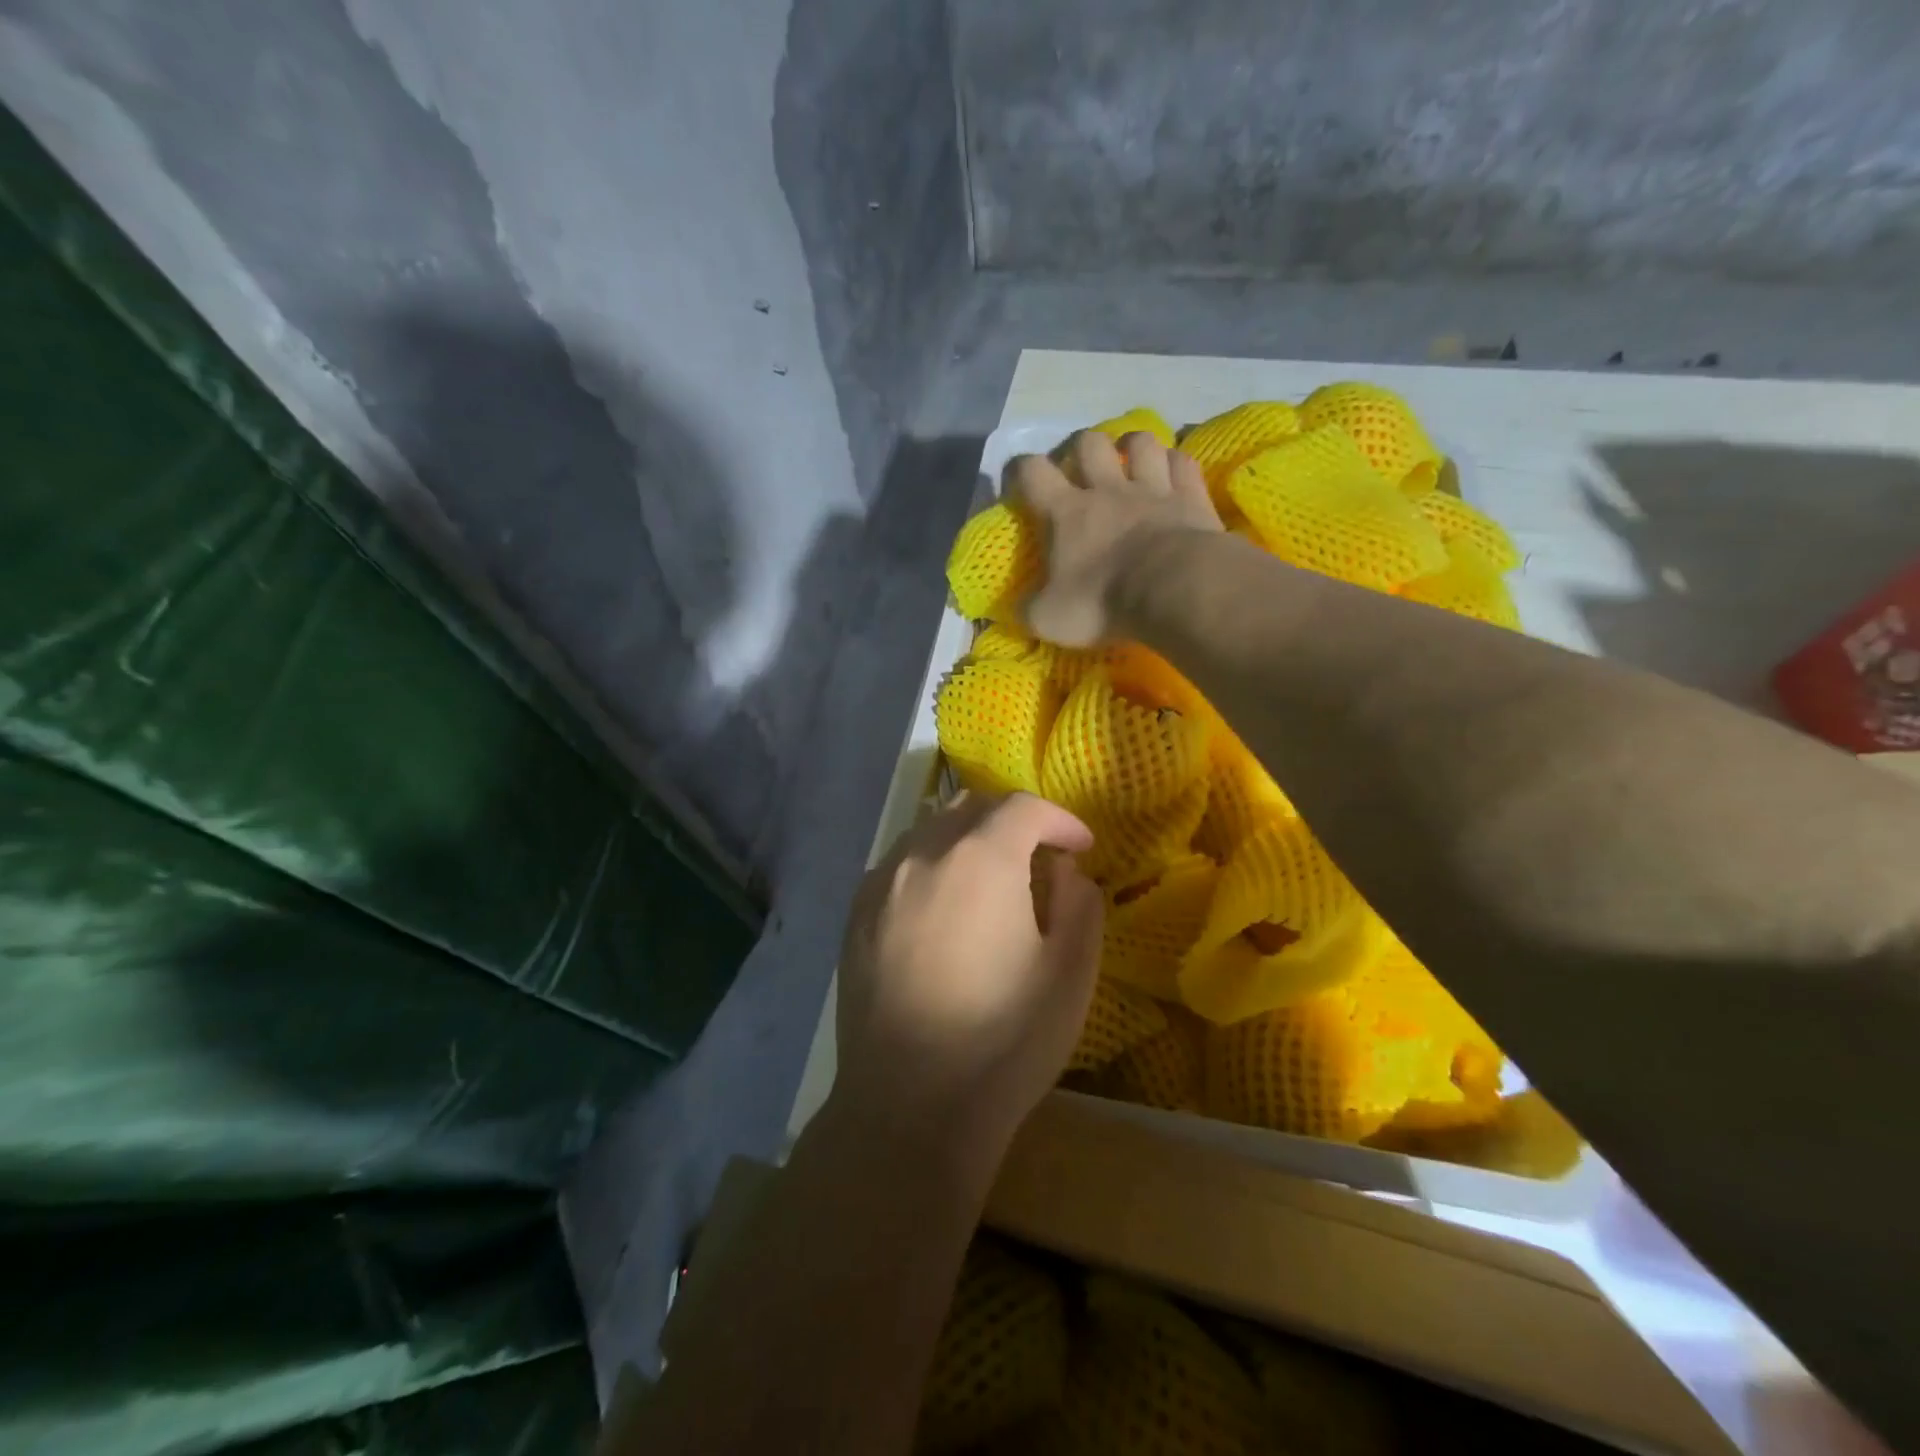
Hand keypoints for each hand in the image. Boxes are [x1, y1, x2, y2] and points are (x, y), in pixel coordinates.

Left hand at [832, 793, 1104, 1183]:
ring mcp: (881, 882)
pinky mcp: (855, 914)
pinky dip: (931, 866)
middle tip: (1039, 861)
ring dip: (968, 840)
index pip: (1024, 808)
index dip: (1060, 820)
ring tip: (990, 883)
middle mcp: (923, 853)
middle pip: (972, 808)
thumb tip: (1062, 869)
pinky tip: (942, 910)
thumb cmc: (1005, 1040)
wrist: (910, 1106)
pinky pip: (899, 865)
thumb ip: (1078, 900)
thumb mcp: (1071, 970)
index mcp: (980, 857)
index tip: (1082, 847)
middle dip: (1013, 823)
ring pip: (930, 831)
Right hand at [1009, 429, 1221, 646]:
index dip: (1020, 470)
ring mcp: (1153, 488)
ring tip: (1129, 461)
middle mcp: (1107, 489)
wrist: (1175, 590)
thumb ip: (1030, 608)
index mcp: (1065, 512)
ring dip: (1131, 446)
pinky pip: (1182, 463)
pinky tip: (1173, 473)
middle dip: (1079, 448)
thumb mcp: (1049, 619)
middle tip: (1080, 469)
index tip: (1018, 481)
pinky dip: (1175, 463)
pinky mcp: (1191, 496)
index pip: (1031, 472)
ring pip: (1140, 442)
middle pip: (1088, 442)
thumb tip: (1022, 607)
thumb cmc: (1103, 602)